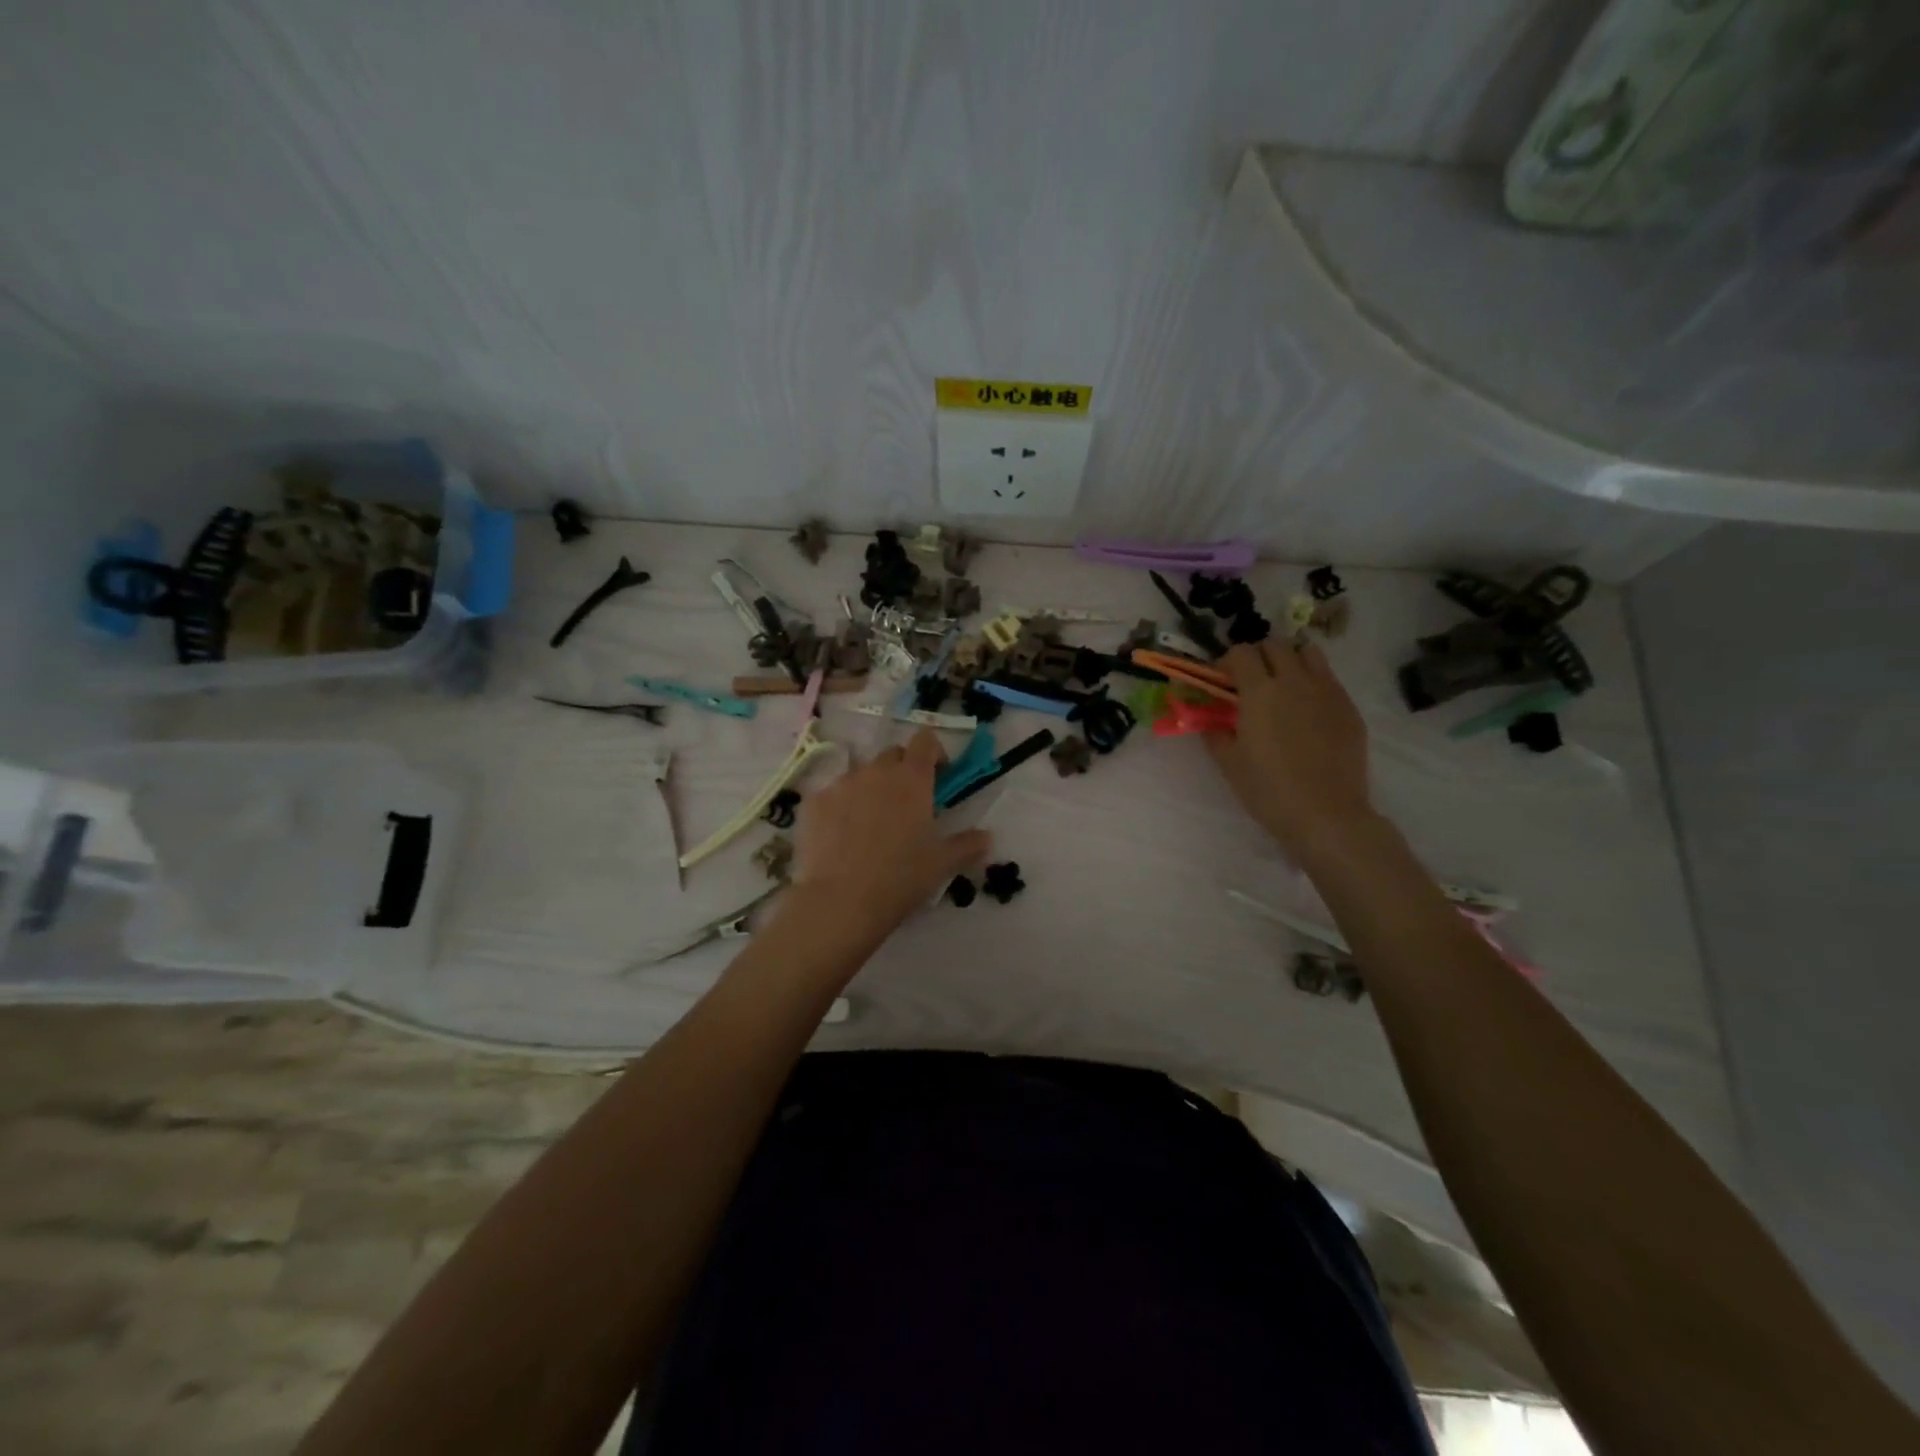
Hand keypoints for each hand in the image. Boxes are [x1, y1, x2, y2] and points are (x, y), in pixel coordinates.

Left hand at [785, 729, 990, 948]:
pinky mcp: (812, 803)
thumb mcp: (942, 864)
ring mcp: (840, 784)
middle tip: (907, 804)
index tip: (939, 776)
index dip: (934, 752)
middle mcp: (875, 772)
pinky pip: (832, 794)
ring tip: (870, 824)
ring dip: (870, 788)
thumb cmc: (900, 878)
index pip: (925, 740)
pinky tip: (841, 837)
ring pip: (860, 774)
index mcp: (912, 779)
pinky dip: (841, 807)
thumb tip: (987, 837)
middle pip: (892, 755)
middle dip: (902, 770)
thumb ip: (967, 845)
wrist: (840, 902)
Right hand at [1205, 640, 1376, 860]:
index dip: (1227, 661)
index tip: (1222, 680)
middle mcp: (1295, 681)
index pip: (1241, 652)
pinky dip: (1313, 682)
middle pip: (1276, 645)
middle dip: (1259, 655)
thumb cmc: (1269, 790)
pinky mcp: (1349, 707)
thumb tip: (1209, 719)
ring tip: (1283, 685)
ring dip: (1290, 660)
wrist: (1327, 814)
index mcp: (1260, 691)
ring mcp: (1327, 691)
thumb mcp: (1229, 763)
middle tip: (1250, 680)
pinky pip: (1329, 679)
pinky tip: (1307, 711)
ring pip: (1308, 653)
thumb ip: (1215, 733)